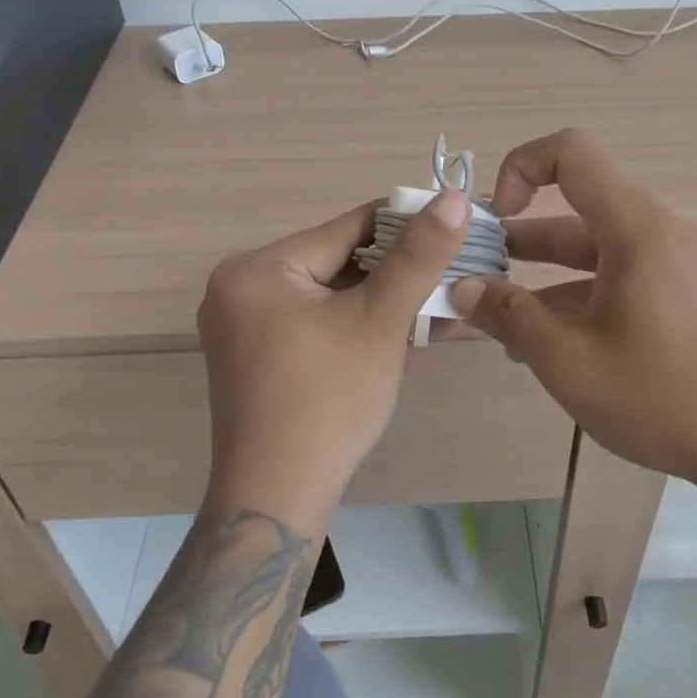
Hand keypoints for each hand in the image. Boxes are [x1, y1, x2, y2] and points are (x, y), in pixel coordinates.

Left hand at [197, 190, 471, 530]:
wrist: (278, 499)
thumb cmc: (328, 401)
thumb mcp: (379, 320)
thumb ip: (418, 257)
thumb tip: (455, 198)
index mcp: (257, 268)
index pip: (347, 229)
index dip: (405, 226)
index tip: (454, 227)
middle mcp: (241, 288)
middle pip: (338, 261)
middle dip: (398, 273)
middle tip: (453, 277)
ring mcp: (246, 326)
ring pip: (332, 295)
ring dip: (385, 302)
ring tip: (441, 308)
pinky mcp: (259, 356)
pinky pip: (318, 323)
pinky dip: (358, 325)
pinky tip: (406, 333)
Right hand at [449, 129, 696, 506]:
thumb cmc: (663, 397)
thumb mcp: (569, 362)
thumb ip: (510, 317)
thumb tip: (463, 289)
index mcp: (636, 229)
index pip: (572, 152)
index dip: (520, 167)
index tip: (494, 220)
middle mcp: (660, 234)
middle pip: (578, 212)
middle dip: (522, 241)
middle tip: (478, 278)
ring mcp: (679, 267)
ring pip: (598, 253)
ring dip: (547, 279)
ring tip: (505, 324)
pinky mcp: (689, 298)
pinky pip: (623, 279)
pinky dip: (583, 297)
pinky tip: (556, 346)